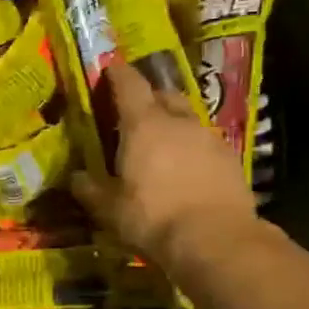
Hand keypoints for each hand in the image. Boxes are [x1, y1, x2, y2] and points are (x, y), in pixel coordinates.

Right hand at [73, 57, 262, 273]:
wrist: (216, 240)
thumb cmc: (152, 218)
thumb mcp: (109, 209)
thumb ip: (90, 189)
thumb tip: (76, 177)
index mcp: (143, 125)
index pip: (129, 84)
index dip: (117, 74)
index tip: (109, 68)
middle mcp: (178, 121)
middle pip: (164, 95)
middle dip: (149, 98)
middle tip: (135, 113)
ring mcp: (209, 138)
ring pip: (188, 119)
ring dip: (174, 125)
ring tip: (163, 145)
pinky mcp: (231, 159)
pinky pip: (206, 143)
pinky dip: (194, 149)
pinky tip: (188, 170)